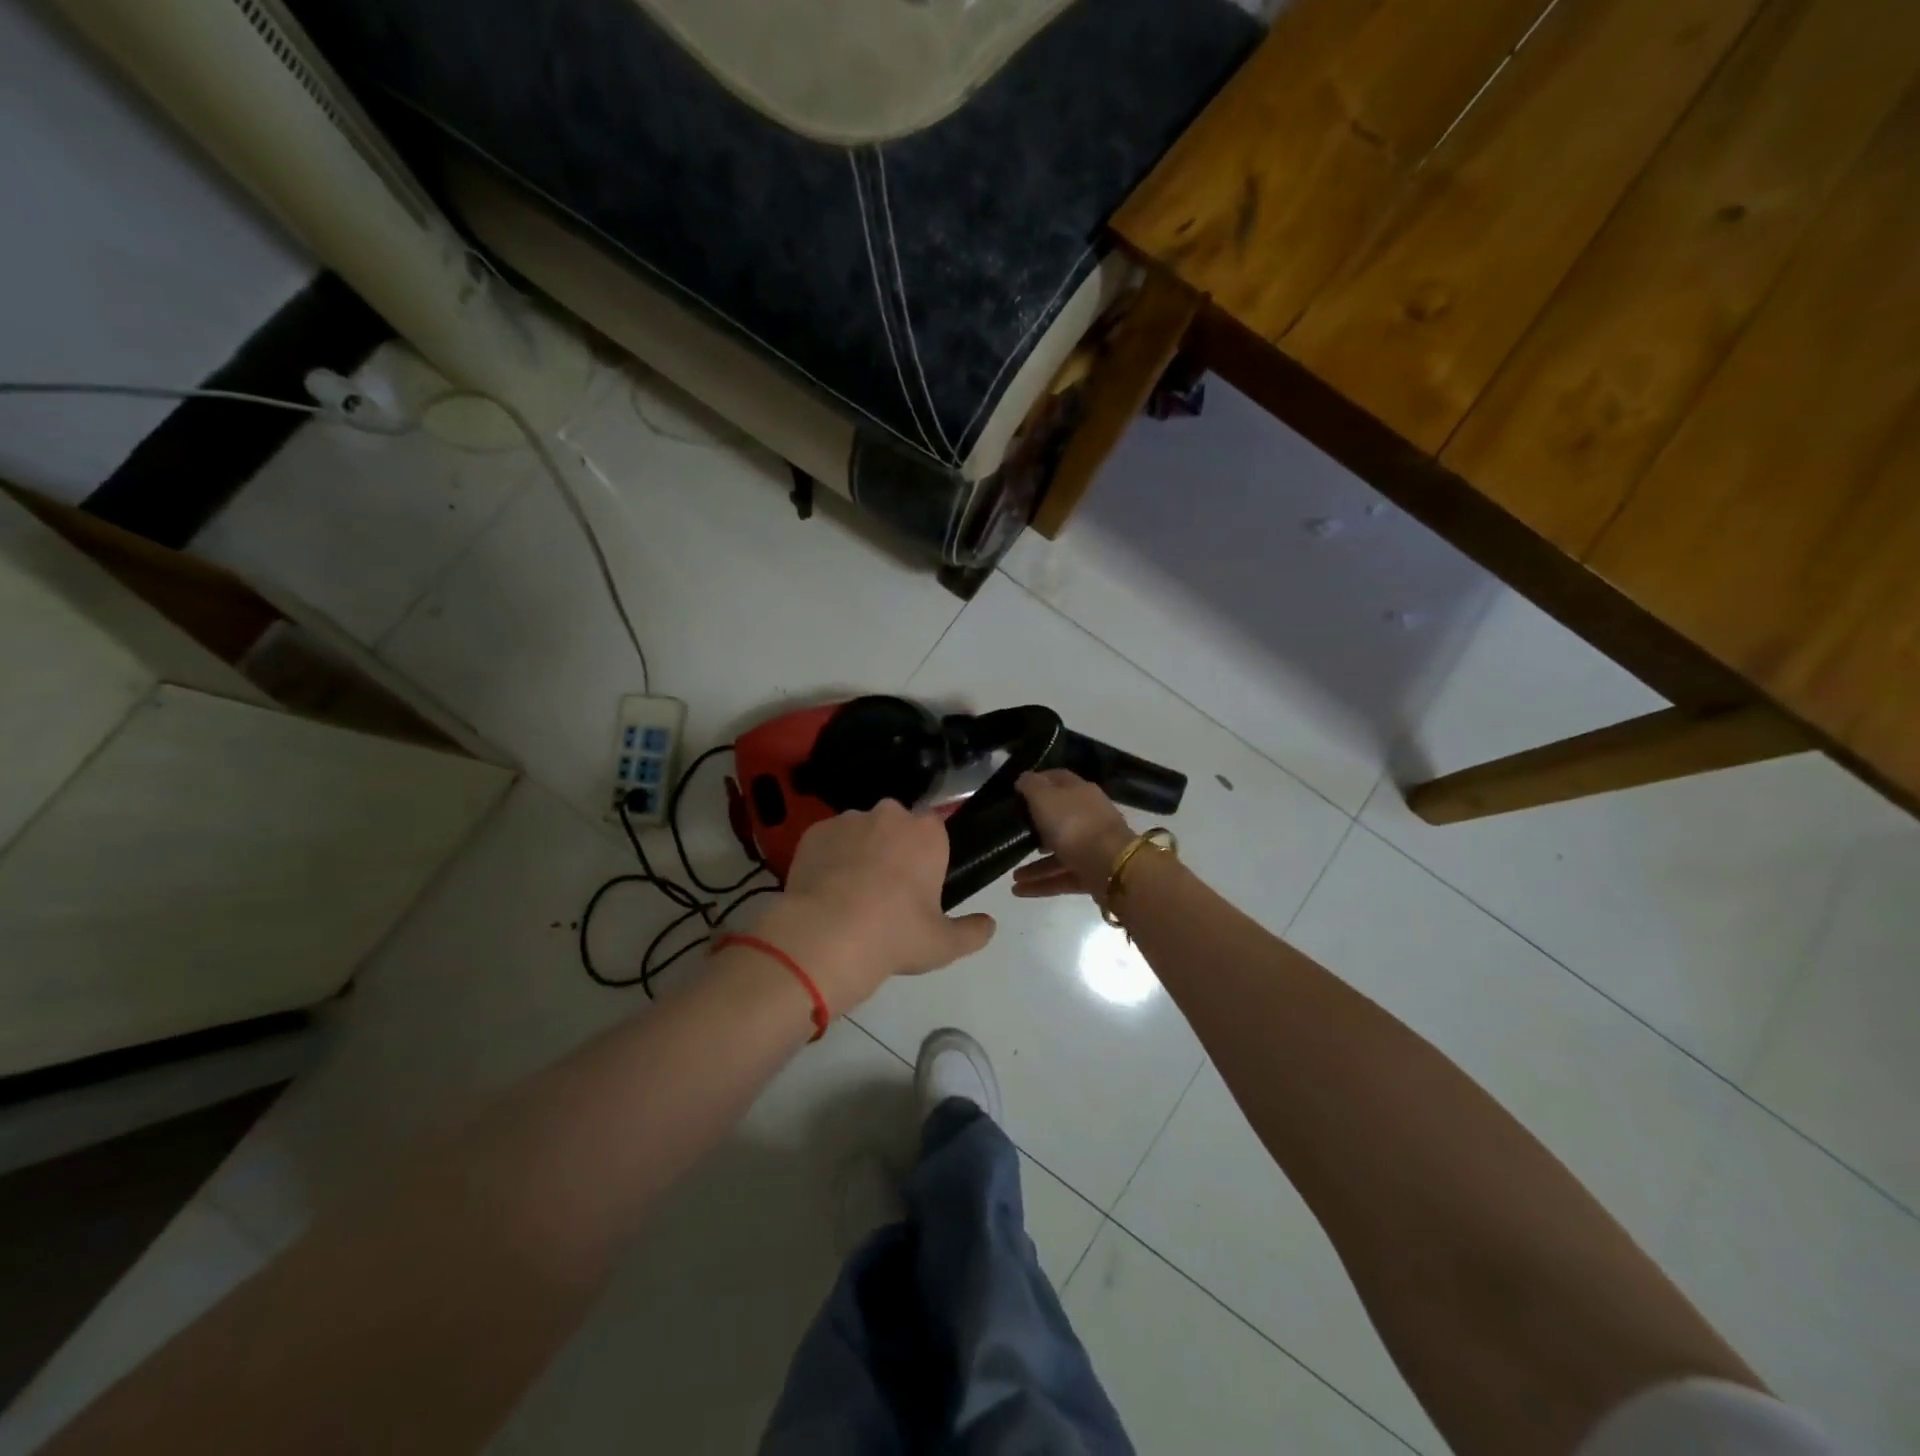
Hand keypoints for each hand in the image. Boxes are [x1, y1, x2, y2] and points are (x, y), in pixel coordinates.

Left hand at [754, 800, 995, 1013]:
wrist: (825, 936)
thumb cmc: (894, 934)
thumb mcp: (944, 944)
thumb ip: (972, 932)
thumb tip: (989, 925)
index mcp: (927, 833)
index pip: (935, 834)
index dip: (927, 859)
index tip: (919, 889)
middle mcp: (889, 815)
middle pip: (897, 828)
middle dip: (894, 851)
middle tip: (886, 894)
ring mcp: (848, 820)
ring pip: (861, 833)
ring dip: (860, 853)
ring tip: (850, 896)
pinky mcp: (814, 832)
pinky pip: (829, 842)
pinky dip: (829, 860)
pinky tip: (825, 892)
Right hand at [1011, 770, 1134, 901]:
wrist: (1111, 866)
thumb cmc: (1074, 824)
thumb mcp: (1045, 798)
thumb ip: (1031, 786)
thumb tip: (1023, 778)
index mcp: (1080, 792)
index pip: (1058, 779)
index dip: (1039, 782)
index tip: (1017, 791)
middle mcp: (1088, 816)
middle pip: (1059, 818)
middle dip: (1036, 829)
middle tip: (1014, 835)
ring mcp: (1092, 846)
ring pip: (1059, 852)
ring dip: (1035, 865)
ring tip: (1012, 876)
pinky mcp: (1092, 873)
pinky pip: (1062, 877)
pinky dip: (1042, 884)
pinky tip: (1019, 891)